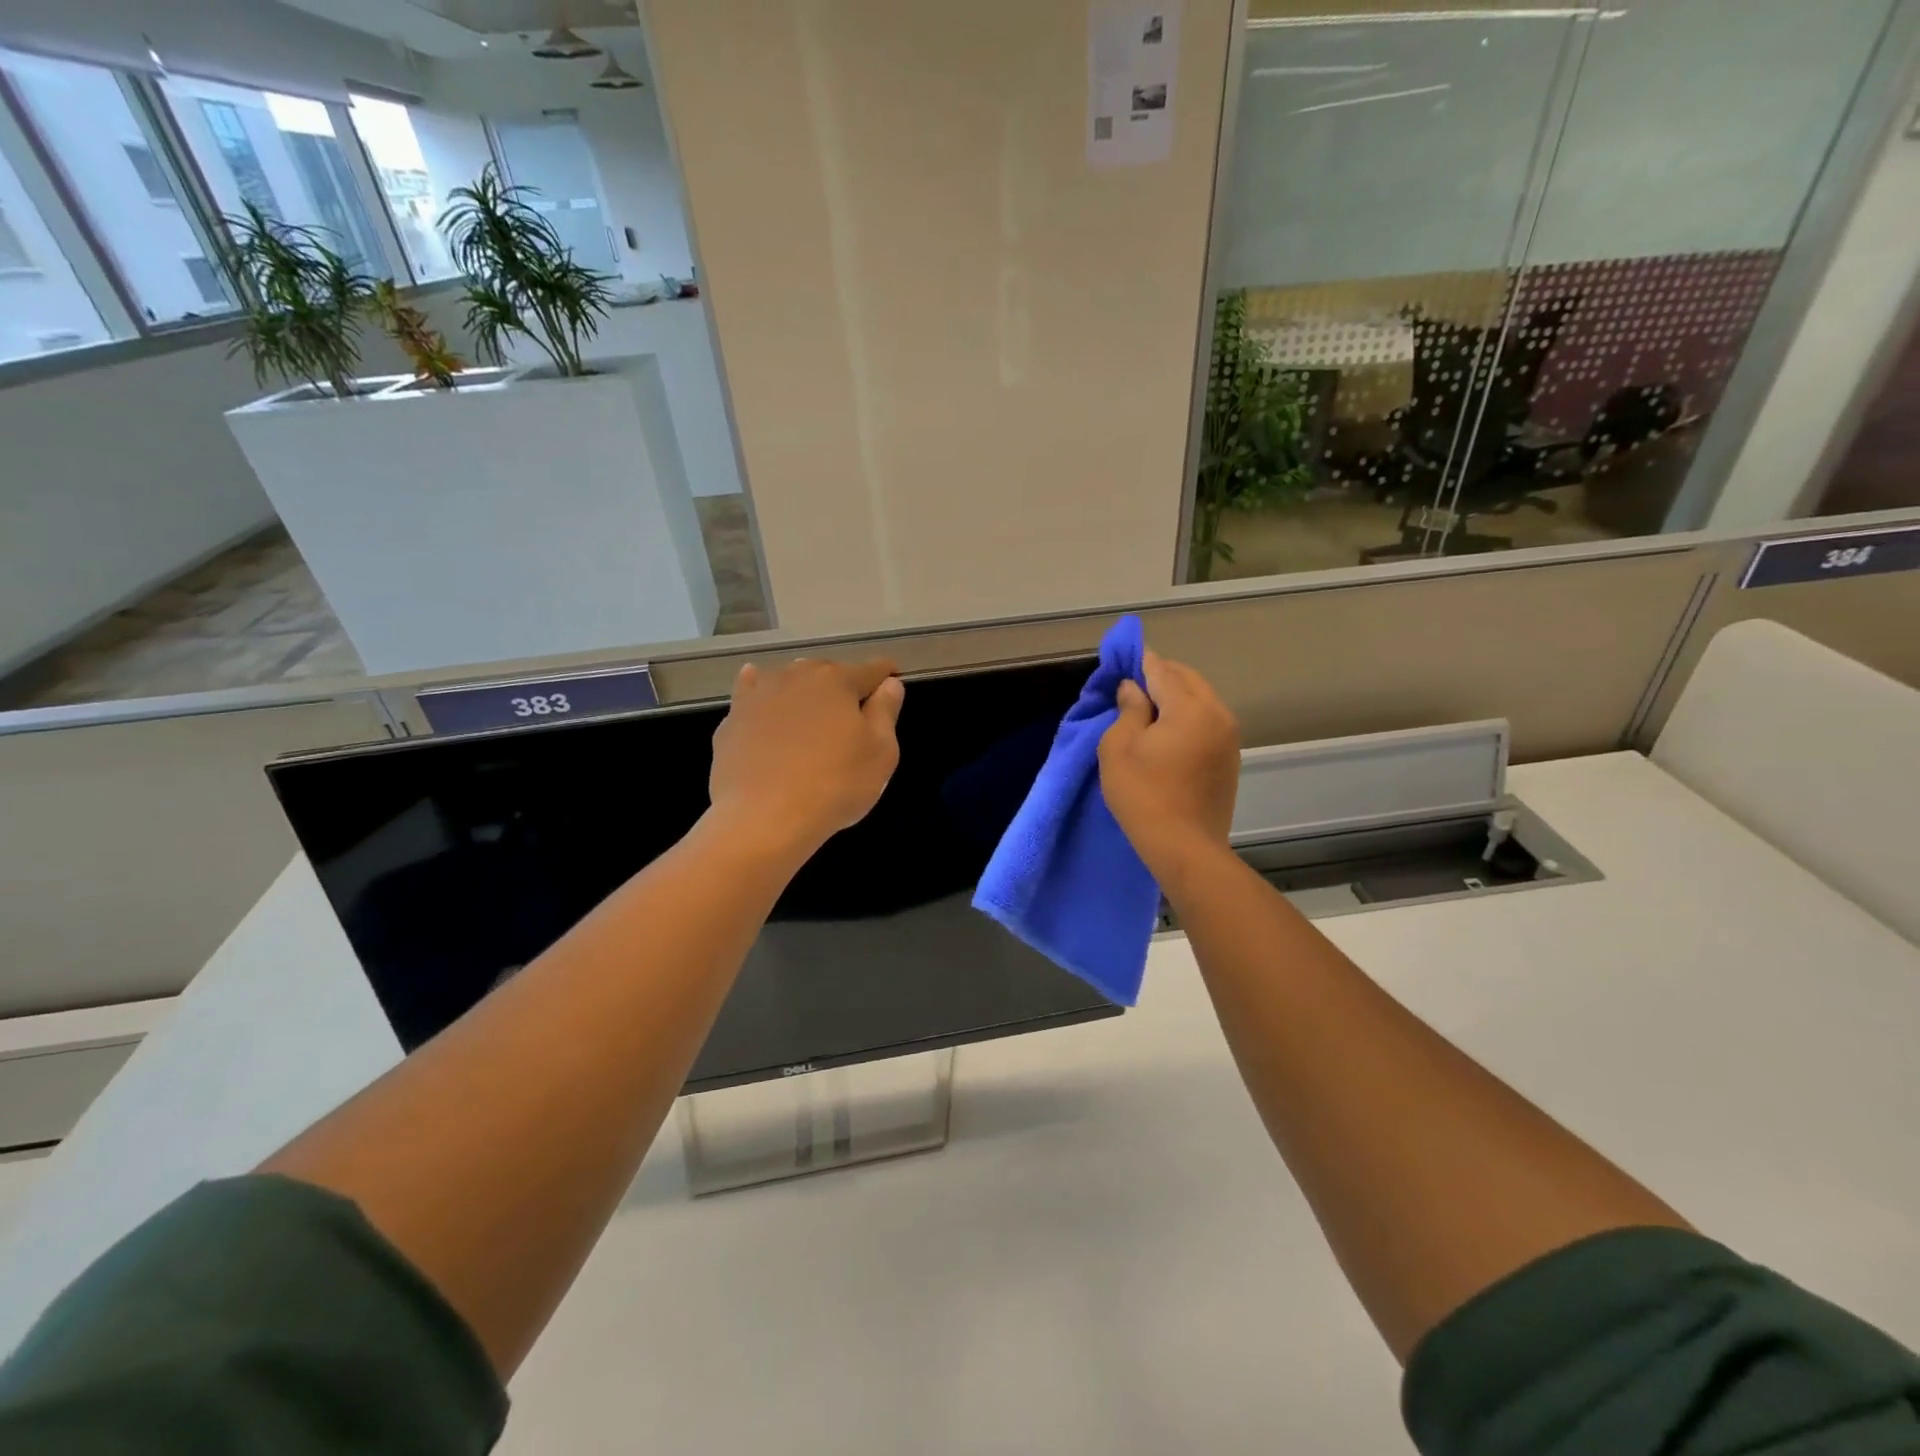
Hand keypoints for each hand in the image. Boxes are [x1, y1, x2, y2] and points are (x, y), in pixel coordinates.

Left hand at [709, 657, 904, 858]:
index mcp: (838, 681)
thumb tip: (889, 685)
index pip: (871, 670)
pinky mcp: (733, 719)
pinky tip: (760, 693)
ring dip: (805, 690)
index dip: (887, 675)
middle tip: (853, 714)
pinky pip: (751, 694)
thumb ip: (886, 712)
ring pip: (790, 681)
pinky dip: (759, 691)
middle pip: (828, 673)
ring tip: (812, 712)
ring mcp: (760, 695)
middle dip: (844, 686)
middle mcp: (797, 676)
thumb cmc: (834, 785)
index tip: (894, 680)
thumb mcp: (881, 753)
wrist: (763, 817)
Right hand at [1098, 649, 1240, 882]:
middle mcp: (1218, 714)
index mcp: (1191, 708)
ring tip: (1147, 711)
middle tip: (1131, 687)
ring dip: (1176, 697)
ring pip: (1201, 699)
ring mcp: (1229, 737)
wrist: (1184, 847)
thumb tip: (1134, 689)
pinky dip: (1188, 717)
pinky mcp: (1230, 758)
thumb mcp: (1119, 748)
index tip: (1122, 660)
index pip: (1162, 670)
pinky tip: (1167, 734)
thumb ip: (1128, 710)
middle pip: (1187, 679)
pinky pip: (1207, 721)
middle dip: (1160, 676)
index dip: (1140, 662)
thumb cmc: (1143, 795)